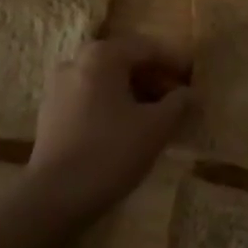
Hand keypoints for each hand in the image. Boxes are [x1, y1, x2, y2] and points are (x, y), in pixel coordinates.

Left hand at [29, 37, 191, 218]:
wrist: (53, 198)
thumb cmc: (110, 153)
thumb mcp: (156, 127)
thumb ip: (179, 103)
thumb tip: (192, 93)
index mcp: (102, 56)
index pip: (149, 48)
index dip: (176, 62)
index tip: (196, 79)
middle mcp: (77, 61)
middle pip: (126, 61)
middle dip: (156, 78)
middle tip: (180, 98)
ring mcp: (59, 86)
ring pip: (108, 80)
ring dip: (136, 92)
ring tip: (158, 115)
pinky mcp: (51, 112)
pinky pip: (91, 96)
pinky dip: (114, 104)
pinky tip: (129, 128)